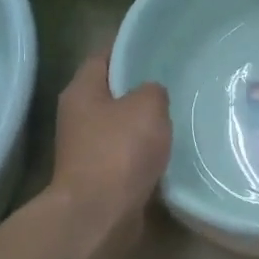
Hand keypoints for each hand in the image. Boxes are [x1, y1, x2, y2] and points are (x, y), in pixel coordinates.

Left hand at [51, 49, 170, 243]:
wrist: (100, 215)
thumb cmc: (120, 151)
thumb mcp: (147, 106)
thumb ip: (153, 91)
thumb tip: (151, 95)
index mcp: (82, 91)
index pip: (104, 55)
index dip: (129, 46)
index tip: (157, 43)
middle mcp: (79, 116)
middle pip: (112, 91)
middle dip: (140, 86)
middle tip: (175, 79)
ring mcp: (87, 149)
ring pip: (121, 125)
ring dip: (144, 122)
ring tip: (179, 113)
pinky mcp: (101, 177)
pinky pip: (127, 154)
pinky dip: (145, 152)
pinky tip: (171, 149)